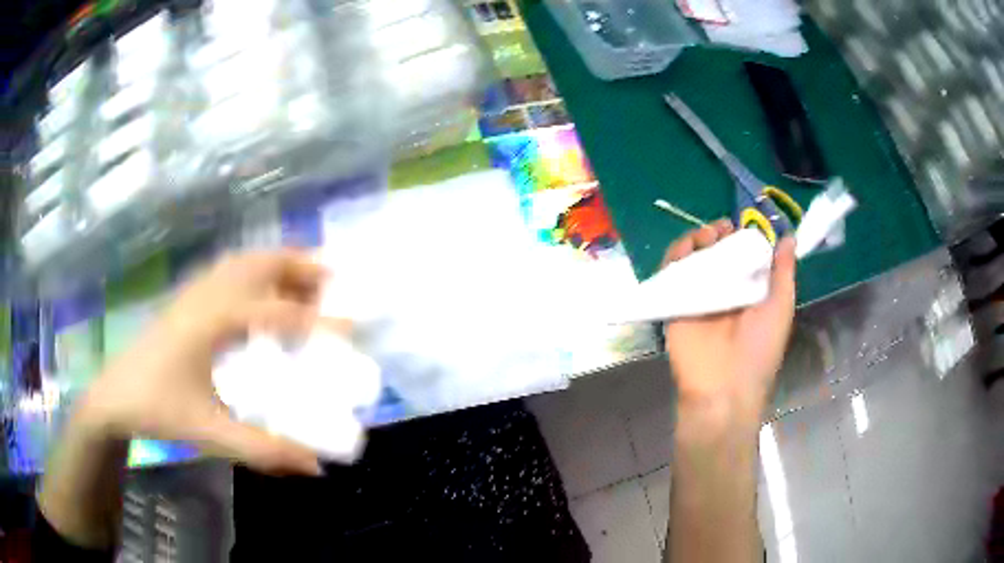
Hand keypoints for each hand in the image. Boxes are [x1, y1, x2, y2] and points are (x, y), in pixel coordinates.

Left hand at [77, 251, 329, 475]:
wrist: (113, 396)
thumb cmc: (157, 410)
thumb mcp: (210, 433)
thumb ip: (264, 450)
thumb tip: (315, 465)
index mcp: (212, 322)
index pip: (276, 312)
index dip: (319, 321)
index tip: (354, 329)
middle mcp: (206, 295)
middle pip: (261, 262)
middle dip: (302, 267)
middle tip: (336, 284)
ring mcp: (194, 292)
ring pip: (245, 261)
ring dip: (279, 266)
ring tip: (306, 287)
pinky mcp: (187, 299)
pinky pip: (230, 271)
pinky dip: (257, 272)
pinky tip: (262, 297)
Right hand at [662, 220, 796, 422]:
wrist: (724, 386)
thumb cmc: (760, 348)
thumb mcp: (781, 306)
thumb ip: (783, 271)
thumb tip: (790, 236)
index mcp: (750, 291)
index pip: (743, 255)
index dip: (742, 237)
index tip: (742, 225)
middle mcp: (724, 290)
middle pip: (717, 251)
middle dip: (718, 234)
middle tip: (721, 229)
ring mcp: (698, 295)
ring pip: (694, 257)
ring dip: (698, 239)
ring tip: (706, 235)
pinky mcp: (675, 302)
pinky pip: (671, 273)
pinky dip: (675, 256)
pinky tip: (685, 248)